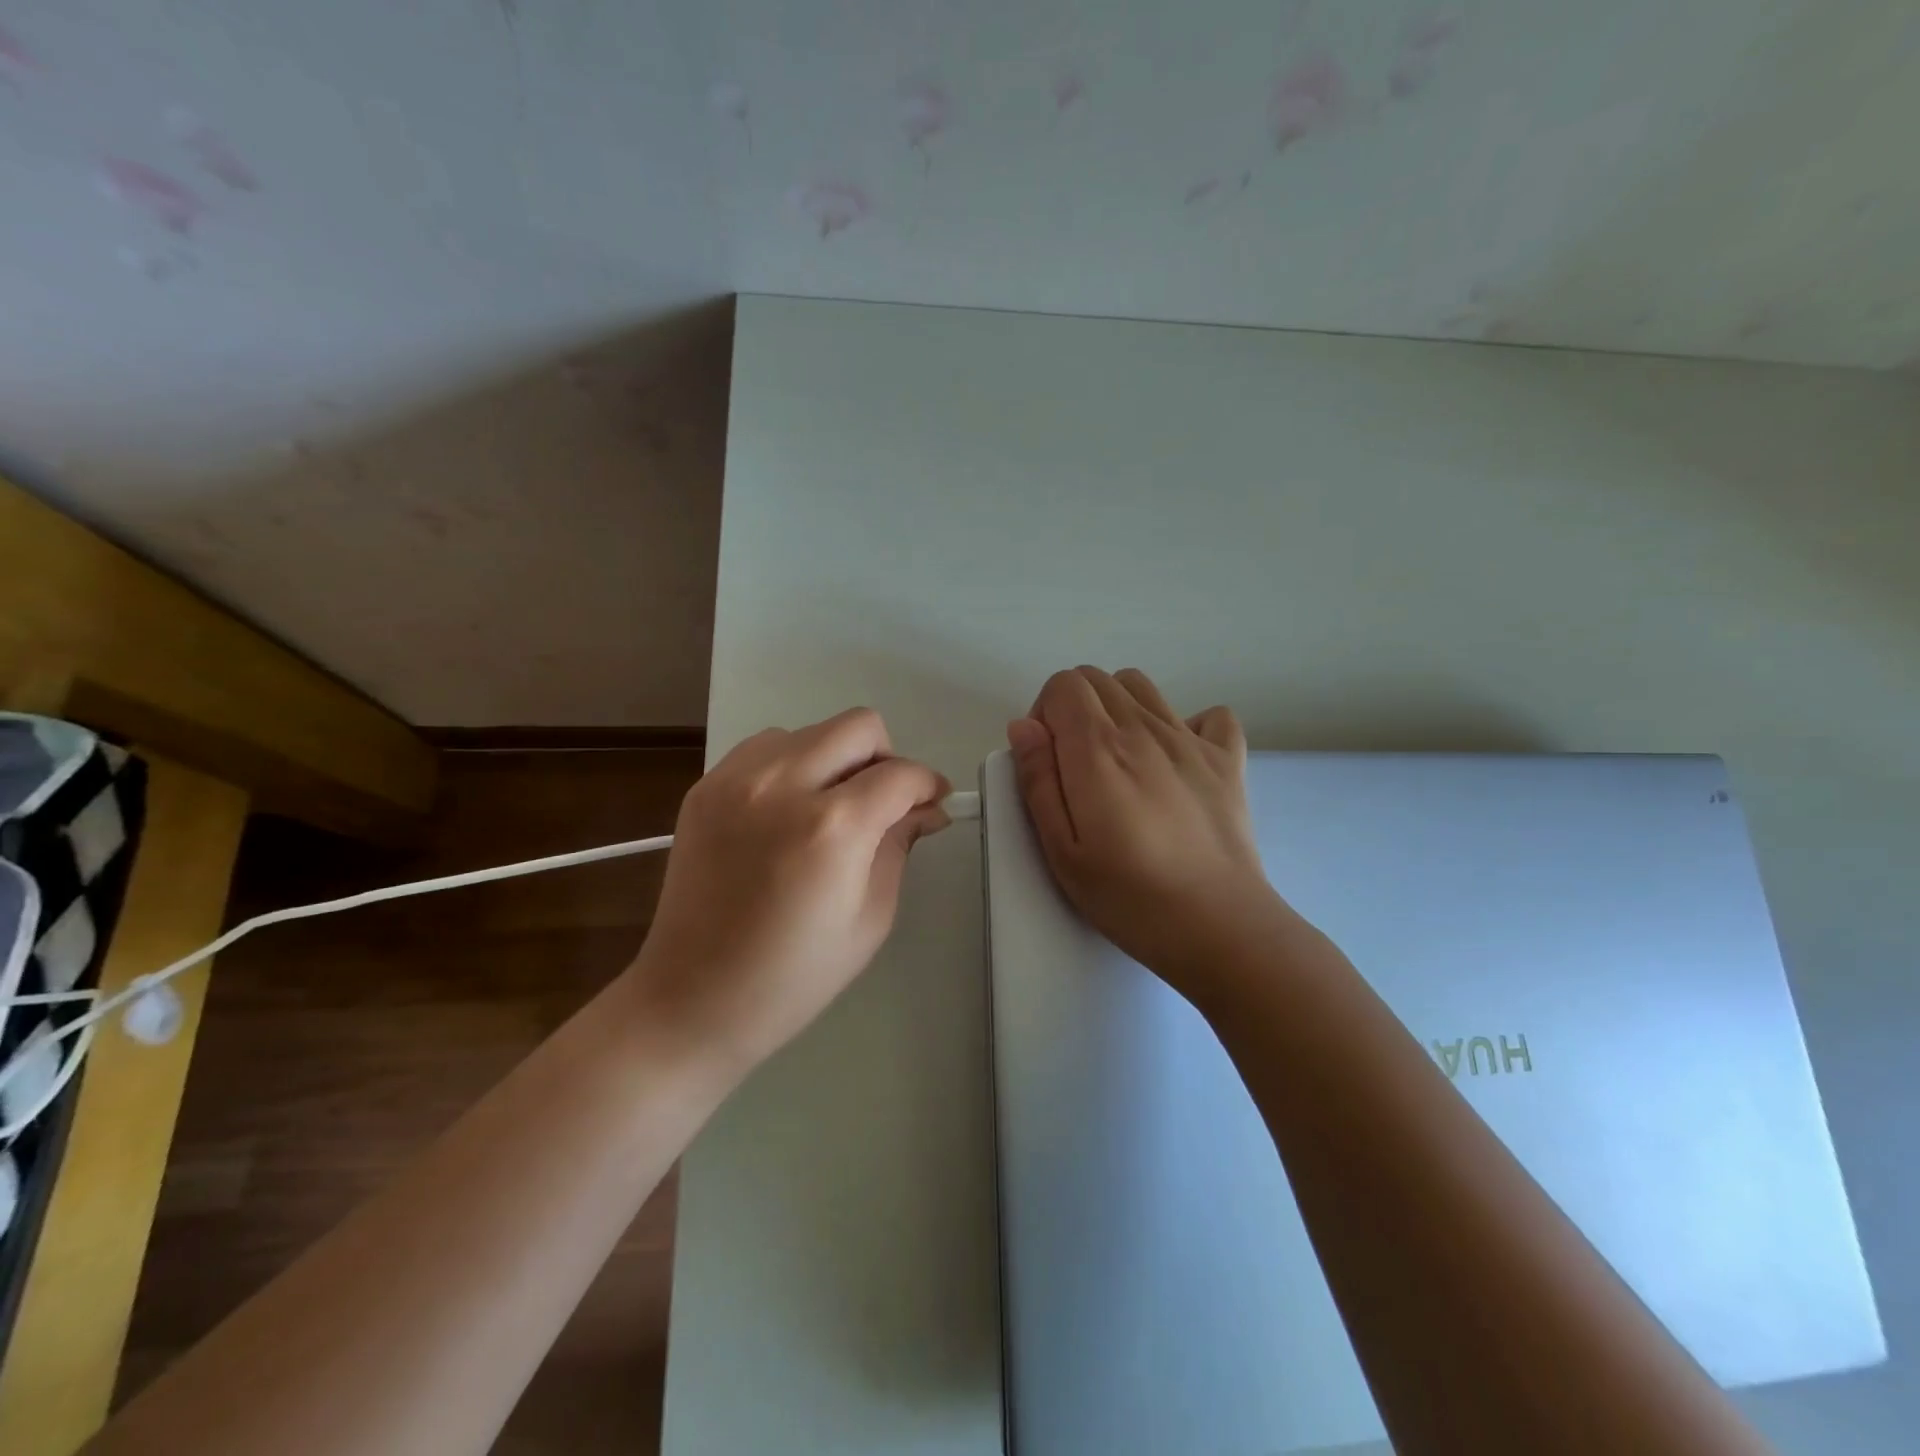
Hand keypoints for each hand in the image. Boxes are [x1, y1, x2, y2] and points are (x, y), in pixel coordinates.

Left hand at [628, 707, 949, 1072]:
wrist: (693, 998)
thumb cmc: (794, 975)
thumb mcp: (871, 917)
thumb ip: (900, 845)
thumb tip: (925, 807)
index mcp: (832, 828)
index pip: (900, 775)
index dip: (928, 785)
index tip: (933, 803)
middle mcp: (782, 785)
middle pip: (858, 726)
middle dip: (886, 757)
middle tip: (884, 802)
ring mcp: (736, 780)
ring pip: (811, 731)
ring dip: (834, 759)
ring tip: (829, 808)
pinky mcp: (705, 786)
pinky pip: (765, 747)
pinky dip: (791, 765)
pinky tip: (787, 811)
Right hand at [1007, 667, 1291, 1003]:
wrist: (1218, 925)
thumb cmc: (1129, 896)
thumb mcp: (1061, 850)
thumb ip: (1038, 781)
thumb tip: (1024, 726)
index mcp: (1098, 748)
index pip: (1063, 685)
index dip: (1045, 714)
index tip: (1049, 759)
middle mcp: (1143, 729)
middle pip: (1098, 679)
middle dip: (1074, 708)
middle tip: (1077, 765)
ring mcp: (1191, 739)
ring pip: (1142, 685)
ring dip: (1119, 706)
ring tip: (1120, 758)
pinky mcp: (1228, 758)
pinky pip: (1209, 714)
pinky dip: (1188, 724)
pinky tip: (1178, 761)